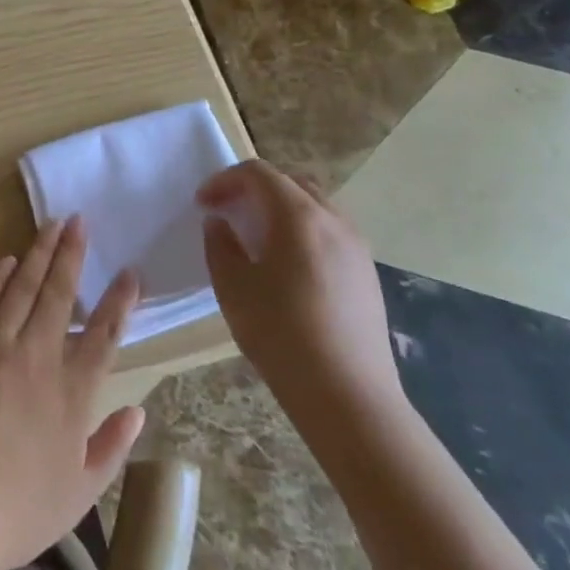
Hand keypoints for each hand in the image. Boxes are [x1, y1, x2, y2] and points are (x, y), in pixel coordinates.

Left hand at [0, 216, 144, 569]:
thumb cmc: (20, 509)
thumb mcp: (81, 491)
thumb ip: (111, 446)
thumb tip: (137, 412)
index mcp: (72, 393)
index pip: (104, 334)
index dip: (120, 300)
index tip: (130, 272)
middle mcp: (38, 358)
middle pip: (59, 294)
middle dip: (71, 253)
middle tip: (79, 220)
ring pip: (22, 288)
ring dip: (37, 253)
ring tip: (50, 225)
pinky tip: (7, 260)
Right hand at [199, 160, 402, 426]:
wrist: (348, 396)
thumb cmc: (281, 334)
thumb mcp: (233, 287)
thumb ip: (220, 245)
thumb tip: (221, 223)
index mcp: (298, 216)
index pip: (258, 173)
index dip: (224, 180)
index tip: (203, 203)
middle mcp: (333, 221)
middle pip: (291, 182)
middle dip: (254, 188)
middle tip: (227, 212)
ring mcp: (357, 247)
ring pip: (314, 206)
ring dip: (280, 209)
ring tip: (256, 238)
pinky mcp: (367, 274)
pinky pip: (330, 232)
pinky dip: (302, 231)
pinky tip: (287, 267)